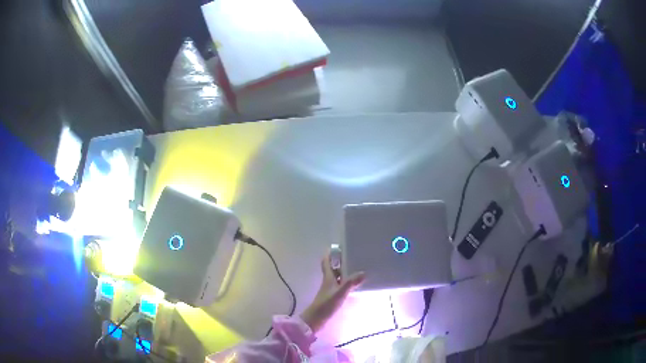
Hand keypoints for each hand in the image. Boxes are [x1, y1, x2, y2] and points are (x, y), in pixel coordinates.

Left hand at [300, 251, 364, 332]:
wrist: (316, 319)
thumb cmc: (326, 305)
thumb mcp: (339, 293)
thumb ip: (350, 283)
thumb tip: (363, 272)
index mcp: (328, 278)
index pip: (326, 263)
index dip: (329, 254)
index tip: (335, 246)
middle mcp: (329, 282)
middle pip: (334, 269)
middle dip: (341, 262)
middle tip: (353, 255)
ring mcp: (330, 290)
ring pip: (338, 278)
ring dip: (345, 273)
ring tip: (358, 268)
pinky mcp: (333, 298)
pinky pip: (341, 286)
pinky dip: (347, 283)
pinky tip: (355, 285)